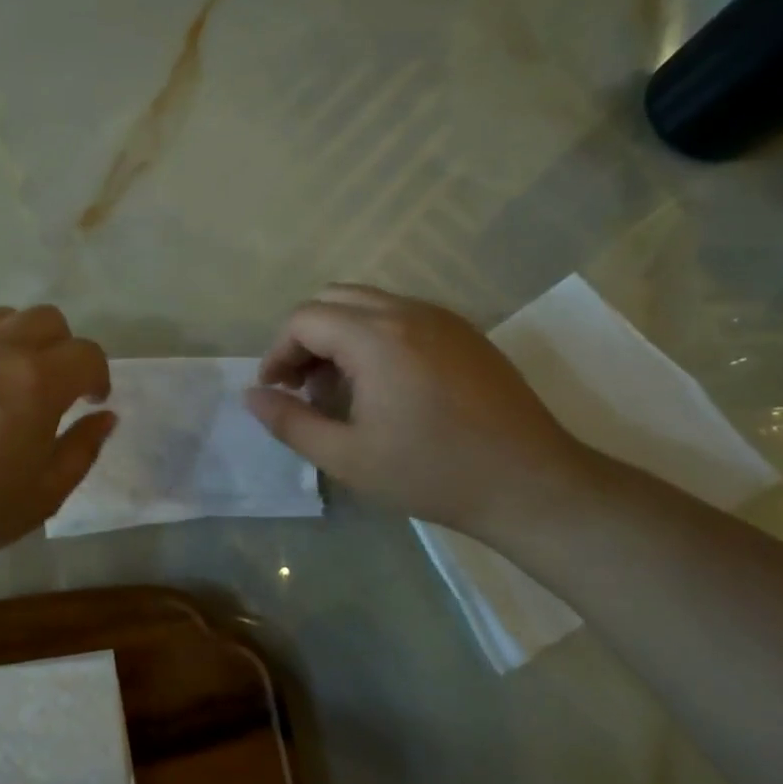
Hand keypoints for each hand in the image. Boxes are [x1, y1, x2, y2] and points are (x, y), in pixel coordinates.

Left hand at [0, 305, 115, 569]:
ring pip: (0, 318)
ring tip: (5, 380)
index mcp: (36, 381)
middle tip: (52, 387)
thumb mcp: (45, 493)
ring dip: (17, 341)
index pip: (87, 353)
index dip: (98, 376)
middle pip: (47, 319)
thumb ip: (83, 448)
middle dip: (62, 348)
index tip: (90, 401)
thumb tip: (103, 416)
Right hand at [246, 284, 589, 540]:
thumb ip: (290, 422)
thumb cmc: (432, 473)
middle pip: (333, 299)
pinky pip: (401, 314)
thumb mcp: (347, 457)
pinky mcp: (464, 333)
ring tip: (339, 386)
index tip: (276, 391)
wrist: (532, 485)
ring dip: (339, 333)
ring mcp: (442, 318)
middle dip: (305, 336)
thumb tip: (250, 396)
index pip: (304, 319)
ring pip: (368, 303)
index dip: (278, 352)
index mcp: (376, 337)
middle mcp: (407, 312)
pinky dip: (373, 334)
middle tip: (302, 385)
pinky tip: (382, 383)